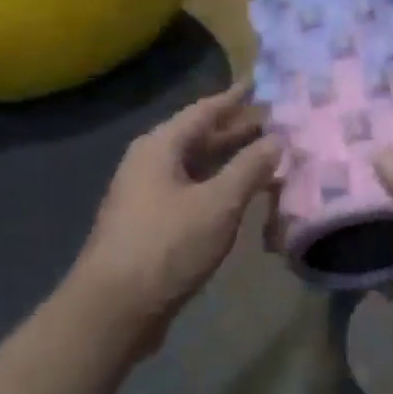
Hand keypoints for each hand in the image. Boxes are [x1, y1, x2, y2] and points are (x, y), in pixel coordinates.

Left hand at [74, 84, 281, 334]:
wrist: (114, 308)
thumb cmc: (167, 246)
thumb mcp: (218, 204)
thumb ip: (250, 168)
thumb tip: (278, 139)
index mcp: (160, 147)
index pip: (204, 111)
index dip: (235, 98)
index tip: (261, 84)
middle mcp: (151, 163)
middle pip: (200, 137)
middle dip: (238, 129)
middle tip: (276, 121)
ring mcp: (149, 195)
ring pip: (198, 166)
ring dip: (231, 160)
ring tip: (269, 154)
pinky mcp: (153, 224)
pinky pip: (194, 191)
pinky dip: (221, 186)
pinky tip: (244, 194)